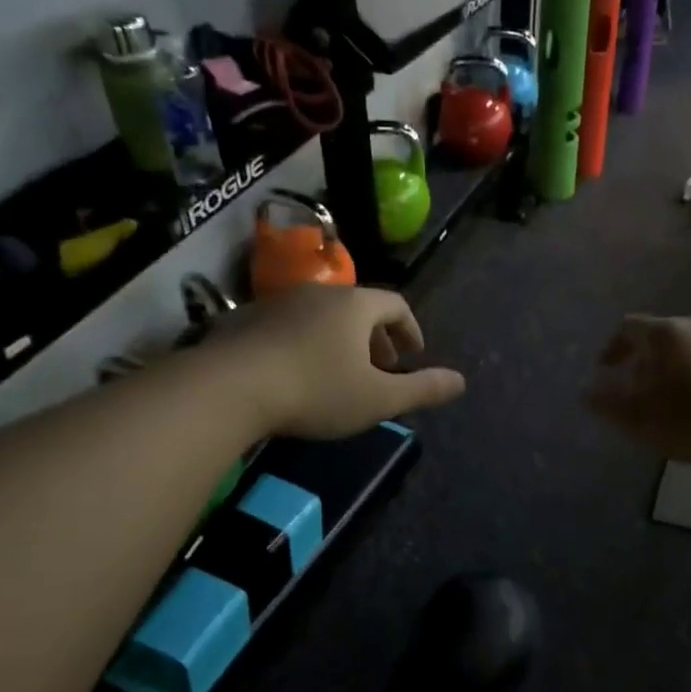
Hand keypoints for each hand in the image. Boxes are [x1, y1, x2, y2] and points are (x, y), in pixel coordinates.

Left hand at [214, 285, 465, 438]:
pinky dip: (304, 344)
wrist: (229, 387)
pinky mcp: (244, 319)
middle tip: (380, 371)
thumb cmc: (317, 390)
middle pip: (359, 308)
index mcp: (356, 305)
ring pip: (321, 316)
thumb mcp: (378, 399)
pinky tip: (295, 376)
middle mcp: (319, 293)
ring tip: (338, 374)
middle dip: (376, 338)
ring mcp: (278, 302)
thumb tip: (462, 381)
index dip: (410, 330)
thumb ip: (422, 389)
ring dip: (339, 341)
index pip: (396, 305)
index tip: (412, 357)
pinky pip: (288, 325)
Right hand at [585, 315, 690, 463]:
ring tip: (683, 399)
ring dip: (685, 367)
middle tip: (643, 389)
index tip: (606, 369)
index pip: (628, 327)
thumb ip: (607, 401)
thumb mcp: (638, 417)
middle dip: (650, 360)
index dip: (613, 347)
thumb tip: (586, 390)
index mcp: (665, 334)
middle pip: (666, 336)